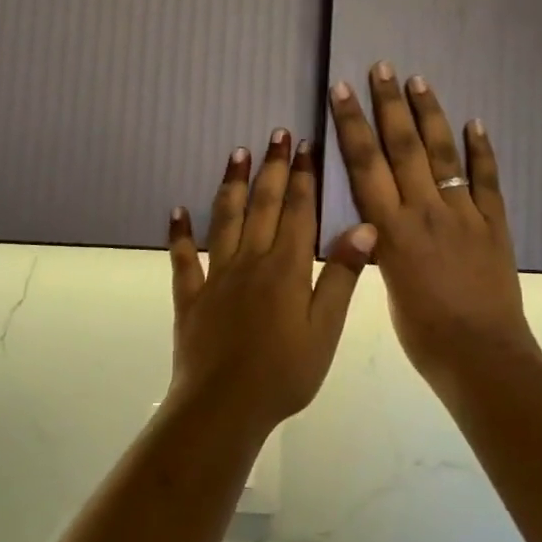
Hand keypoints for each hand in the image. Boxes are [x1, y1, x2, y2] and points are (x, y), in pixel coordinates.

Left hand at [168, 131, 375, 434]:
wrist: (224, 407)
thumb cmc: (284, 373)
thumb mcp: (326, 329)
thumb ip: (342, 276)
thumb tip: (364, 227)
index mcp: (286, 267)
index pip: (298, 210)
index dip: (303, 176)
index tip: (305, 145)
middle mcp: (251, 260)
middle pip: (263, 204)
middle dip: (271, 167)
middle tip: (275, 134)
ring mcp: (217, 276)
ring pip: (225, 220)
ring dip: (231, 185)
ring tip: (237, 154)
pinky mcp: (191, 296)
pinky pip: (183, 259)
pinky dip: (180, 234)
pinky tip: (177, 212)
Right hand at [329, 66, 536, 377]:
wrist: (480, 355)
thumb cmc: (422, 333)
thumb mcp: (388, 287)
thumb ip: (384, 245)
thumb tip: (379, 222)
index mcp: (391, 229)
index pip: (365, 165)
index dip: (352, 125)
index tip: (343, 90)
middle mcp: (424, 210)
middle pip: (403, 147)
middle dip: (389, 105)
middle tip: (382, 68)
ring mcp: (463, 213)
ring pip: (443, 154)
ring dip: (430, 115)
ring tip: (419, 81)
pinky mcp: (494, 223)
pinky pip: (486, 179)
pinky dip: (481, 149)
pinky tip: (475, 122)